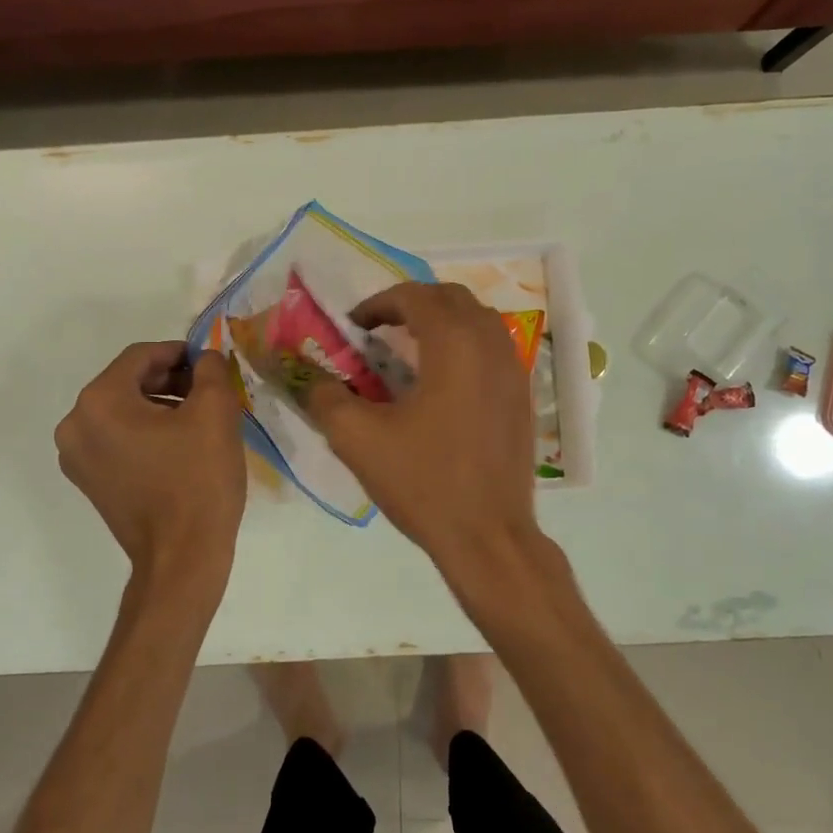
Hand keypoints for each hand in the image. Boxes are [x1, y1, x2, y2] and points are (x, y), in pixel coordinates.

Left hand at [55, 343, 246, 583]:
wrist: (182, 557)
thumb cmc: (198, 479)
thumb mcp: (216, 412)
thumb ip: (211, 369)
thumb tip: (205, 359)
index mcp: (99, 402)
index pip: (141, 356)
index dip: (180, 353)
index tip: (211, 364)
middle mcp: (75, 425)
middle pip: (128, 382)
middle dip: (171, 380)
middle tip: (209, 392)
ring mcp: (76, 457)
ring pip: (123, 411)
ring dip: (161, 406)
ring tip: (200, 419)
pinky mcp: (89, 481)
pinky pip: (118, 439)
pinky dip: (147, 432)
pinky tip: (180, 445)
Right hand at [303, 283, 541, 583]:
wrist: (488, 535)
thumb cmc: (423, 483)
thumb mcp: (358, 440)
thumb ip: (326, 398)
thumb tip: (309, 377)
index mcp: (453, 344)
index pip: (414, 296)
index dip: (378, 303)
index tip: (354, 327)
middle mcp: (490, 345)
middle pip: (452, 297)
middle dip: (412, 304)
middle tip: (380, 330)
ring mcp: (515, 370)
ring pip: (479, 319)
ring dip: (443, 321)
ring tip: (411, 349)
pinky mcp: (524, 396)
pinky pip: (495, 348)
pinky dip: (467, 344)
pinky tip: (445, 381)